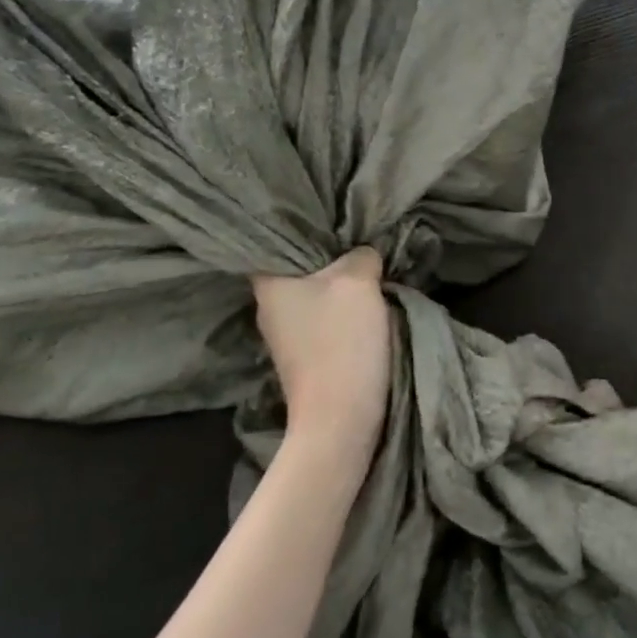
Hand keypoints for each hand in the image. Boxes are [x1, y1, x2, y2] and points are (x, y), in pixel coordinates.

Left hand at [252, 248, 391, 464]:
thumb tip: (363, 253)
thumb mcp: (357, 281)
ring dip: (338, 285)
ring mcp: (285, 337)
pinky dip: (341, 311)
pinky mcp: (305, 358)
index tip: (331, 217)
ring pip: (314, 295)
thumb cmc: (341, 341)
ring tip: (368, 267)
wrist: (341, 420)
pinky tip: (365, 304)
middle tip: (359, 238)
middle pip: (299, 268)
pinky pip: (323, 319)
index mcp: (268, 284)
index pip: (275, 242)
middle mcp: (268, 308)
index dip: (303, 227)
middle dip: (328, 255)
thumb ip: (361, 255)